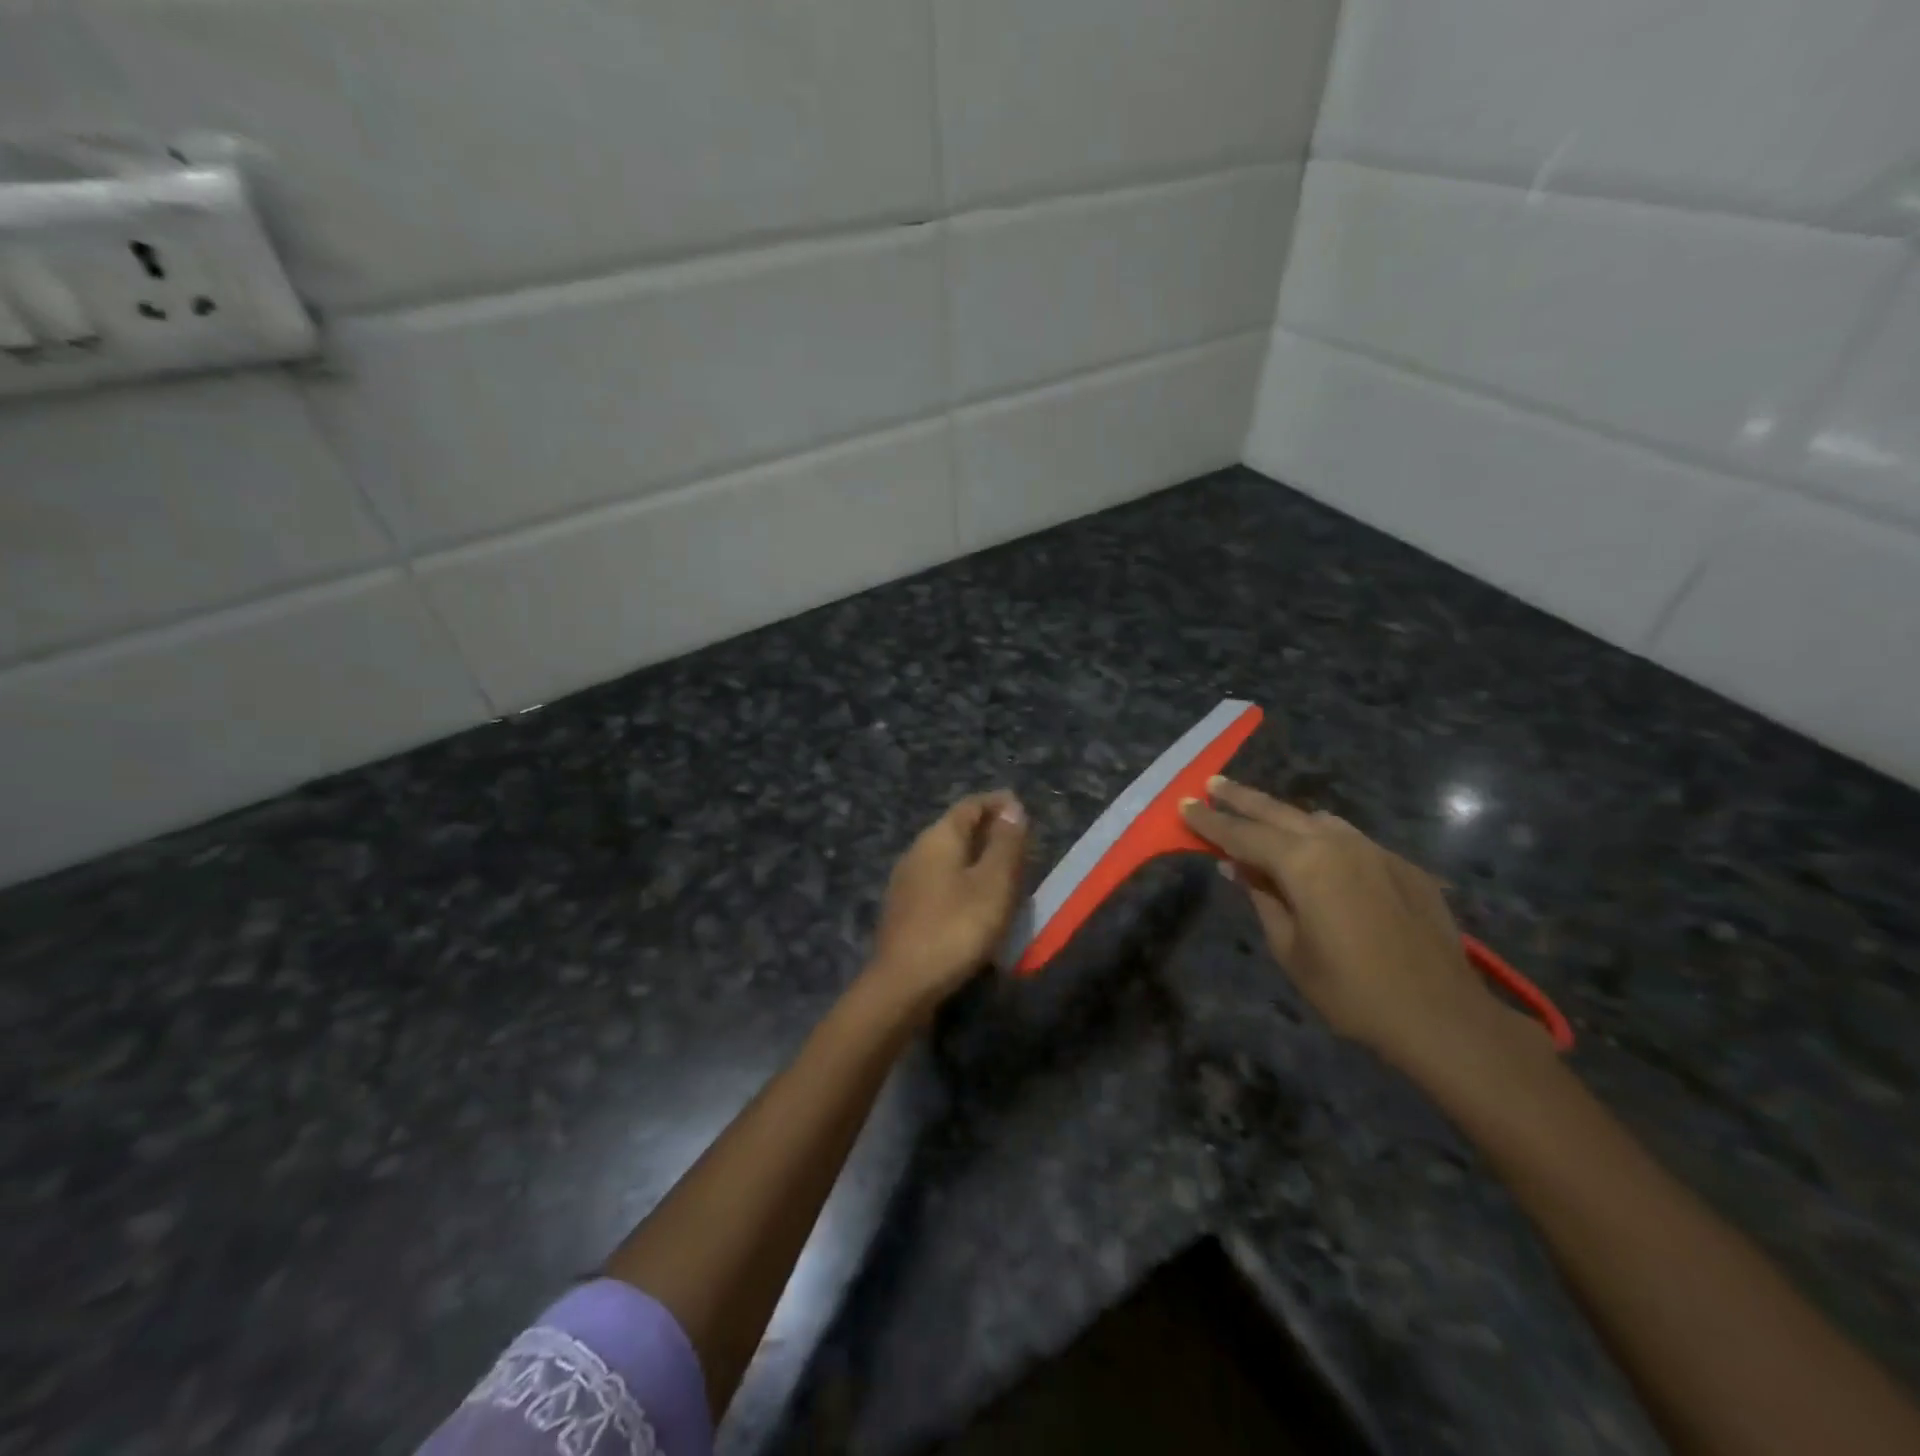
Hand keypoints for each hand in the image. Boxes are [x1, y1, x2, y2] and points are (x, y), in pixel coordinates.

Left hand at [867, 791, 1028, 1020]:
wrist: (903, 984)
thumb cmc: (956, 927)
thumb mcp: (994, 883)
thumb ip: (1006, 843)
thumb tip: (1012, 806)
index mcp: (938, 837)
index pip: (970, 805)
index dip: (998, 804)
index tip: (1024, 812)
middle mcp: (917, 851)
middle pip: (957, 830)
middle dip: (989, 833)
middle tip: (1022, 847)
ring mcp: (906, 881)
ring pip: (948, 858)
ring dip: (977, 860)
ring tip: (1006, 877)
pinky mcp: (904, 909)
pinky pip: (940, 883)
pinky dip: (963, 883)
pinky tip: (977, 905)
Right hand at [1181, 777, 1544, 1079]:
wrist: (1441, 1015)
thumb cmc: (1350, 991)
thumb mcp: (1289, 949)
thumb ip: (1262, 898)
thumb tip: (1237, 867)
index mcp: (1303, 863)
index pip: (1242, 835)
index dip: (1210, 822)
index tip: (1184, 805)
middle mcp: (1337, 843)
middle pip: (1277, 812)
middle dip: (1241, 798)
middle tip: (1213, 783)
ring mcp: (1374, 850)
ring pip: (1317, 821)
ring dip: (1284, 816)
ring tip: (1262, 817)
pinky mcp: (1402, 866)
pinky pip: (1351, 840)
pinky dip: (1324, 839)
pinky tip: (1321, 856)